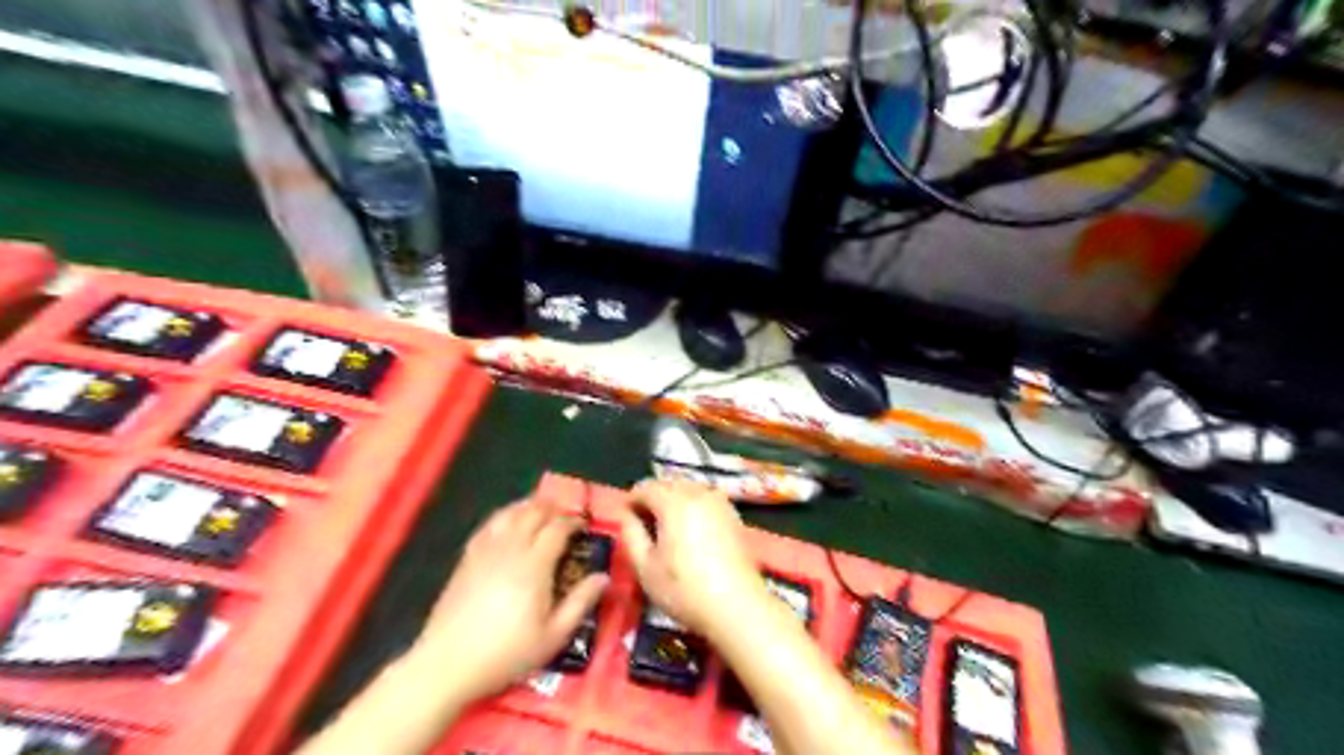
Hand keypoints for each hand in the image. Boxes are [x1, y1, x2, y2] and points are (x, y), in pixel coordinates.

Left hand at [410, 491, 609, 702]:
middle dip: (553, 508)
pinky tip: (508, 523)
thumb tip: (603, 577)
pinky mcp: (466, 558)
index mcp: (535, 564)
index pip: (558, 527)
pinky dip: (505, 516)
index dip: (574, 521)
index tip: (584, 526)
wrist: (446, 664)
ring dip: (528, 506)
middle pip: (533, 512)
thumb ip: (580, 603)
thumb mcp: (553, 636)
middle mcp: (511, 548)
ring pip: (509, 513)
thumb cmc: (506, 653)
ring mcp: (485, 551)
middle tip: (566, 516)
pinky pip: (489, 524)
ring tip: (540, 511)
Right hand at [619, 479, 766, 635]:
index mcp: (674, 502)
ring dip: (674, 500)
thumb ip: (631, 534)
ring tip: (667, 528)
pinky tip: (691, 531)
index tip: (625, 519)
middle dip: (653, 498)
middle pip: (669, 484)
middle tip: (644, 524)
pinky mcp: (733, 515)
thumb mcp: (645, 567)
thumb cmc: (684, 589)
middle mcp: (698, 493)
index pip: (646, 487)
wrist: (736, 606)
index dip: (631, 500)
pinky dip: (693, 506)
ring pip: (689, 488)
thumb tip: (627, 515)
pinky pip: (706, 499)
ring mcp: (720, 502)